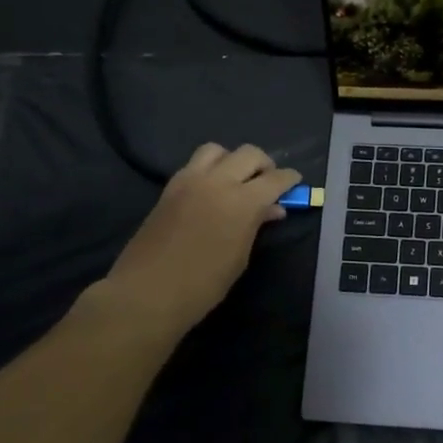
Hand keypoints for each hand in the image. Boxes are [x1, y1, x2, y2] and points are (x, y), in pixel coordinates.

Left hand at [92, 143, 300, 336]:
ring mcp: (189, 181)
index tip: (295, 183)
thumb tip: (272, 209)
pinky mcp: (170, 187)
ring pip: (217, 150)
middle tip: (268, 182)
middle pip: (249, 154)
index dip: (290, 179)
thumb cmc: (203, 285)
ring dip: (233, 160)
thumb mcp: (239, 258)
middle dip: (264, 164)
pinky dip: (210, 169)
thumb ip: (256, 226)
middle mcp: (217, 182)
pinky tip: (212, 190)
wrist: (147, 292)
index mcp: (241, 202)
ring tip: (236, 180)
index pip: (275, 178)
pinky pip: (195, 165)